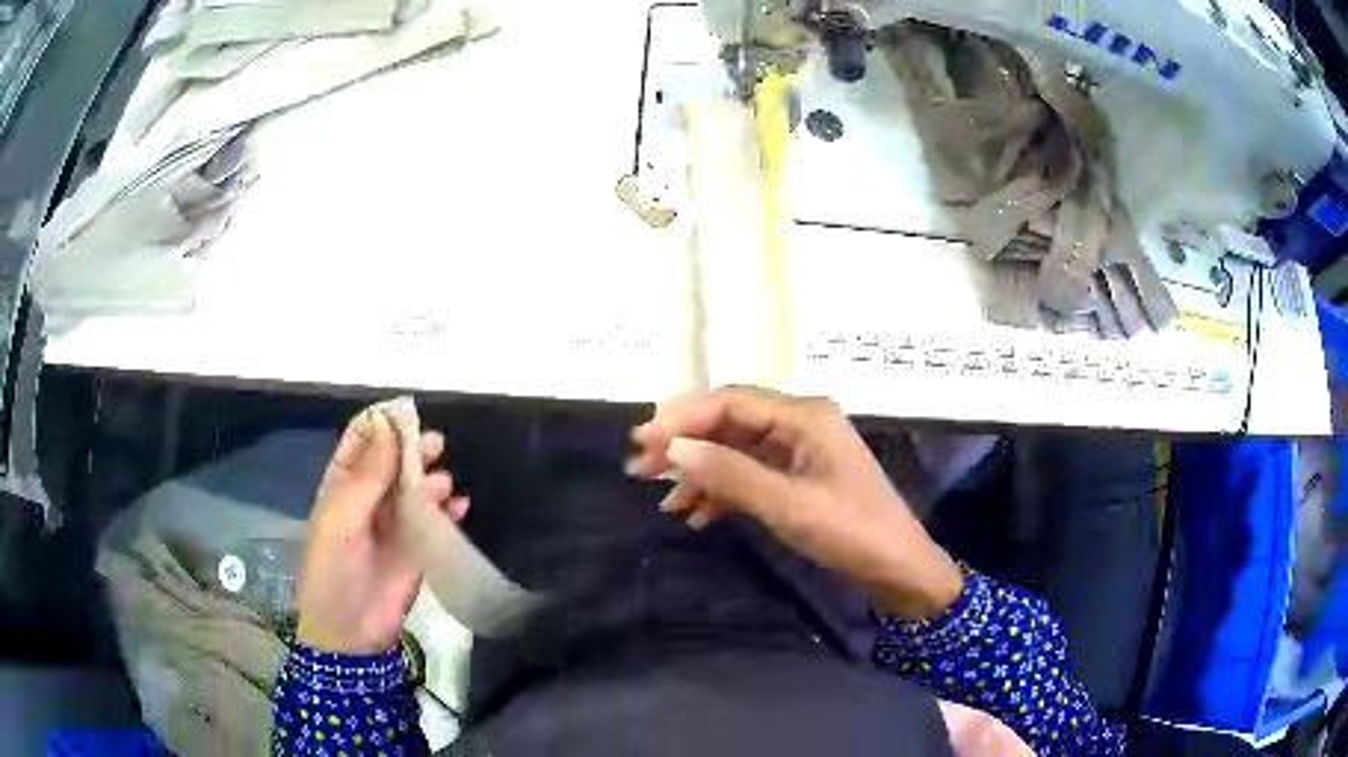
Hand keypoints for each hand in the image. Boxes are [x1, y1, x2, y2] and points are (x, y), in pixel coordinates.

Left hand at [297, 410, 468, 653]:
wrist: (351, 629)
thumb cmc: (334, 567)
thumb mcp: (342, 516)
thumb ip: (368, 473)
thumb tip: (387, 423)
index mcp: (342, 485)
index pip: (361, 441)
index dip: (380, 424)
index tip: (405, 413)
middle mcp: (369, 499)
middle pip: (393, 461)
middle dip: (412, 448)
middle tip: (434, 444)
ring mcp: (394, 524)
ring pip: (417, 489)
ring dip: (431, 480)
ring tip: (444, 484)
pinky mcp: (417, 549)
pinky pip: (436, 522)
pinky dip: (449, 512)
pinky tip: (460, 507)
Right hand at [628, 387, 962, 618]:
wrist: (900, 569)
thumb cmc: (851, 533)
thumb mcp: (788, 505)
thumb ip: (731, 474)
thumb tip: (675, 448)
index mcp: (804, 415)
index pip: (730, 402)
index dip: (682, 418)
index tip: (642, 442)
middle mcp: (801, 422)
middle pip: (730, 422)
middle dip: (686, 445)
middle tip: (642, 470)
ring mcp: (802, 450)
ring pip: (737, 450)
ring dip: (702, 473)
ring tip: (667, 503)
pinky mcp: (802, 476)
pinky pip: (752, 473)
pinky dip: (724, 491)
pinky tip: (699, 516)